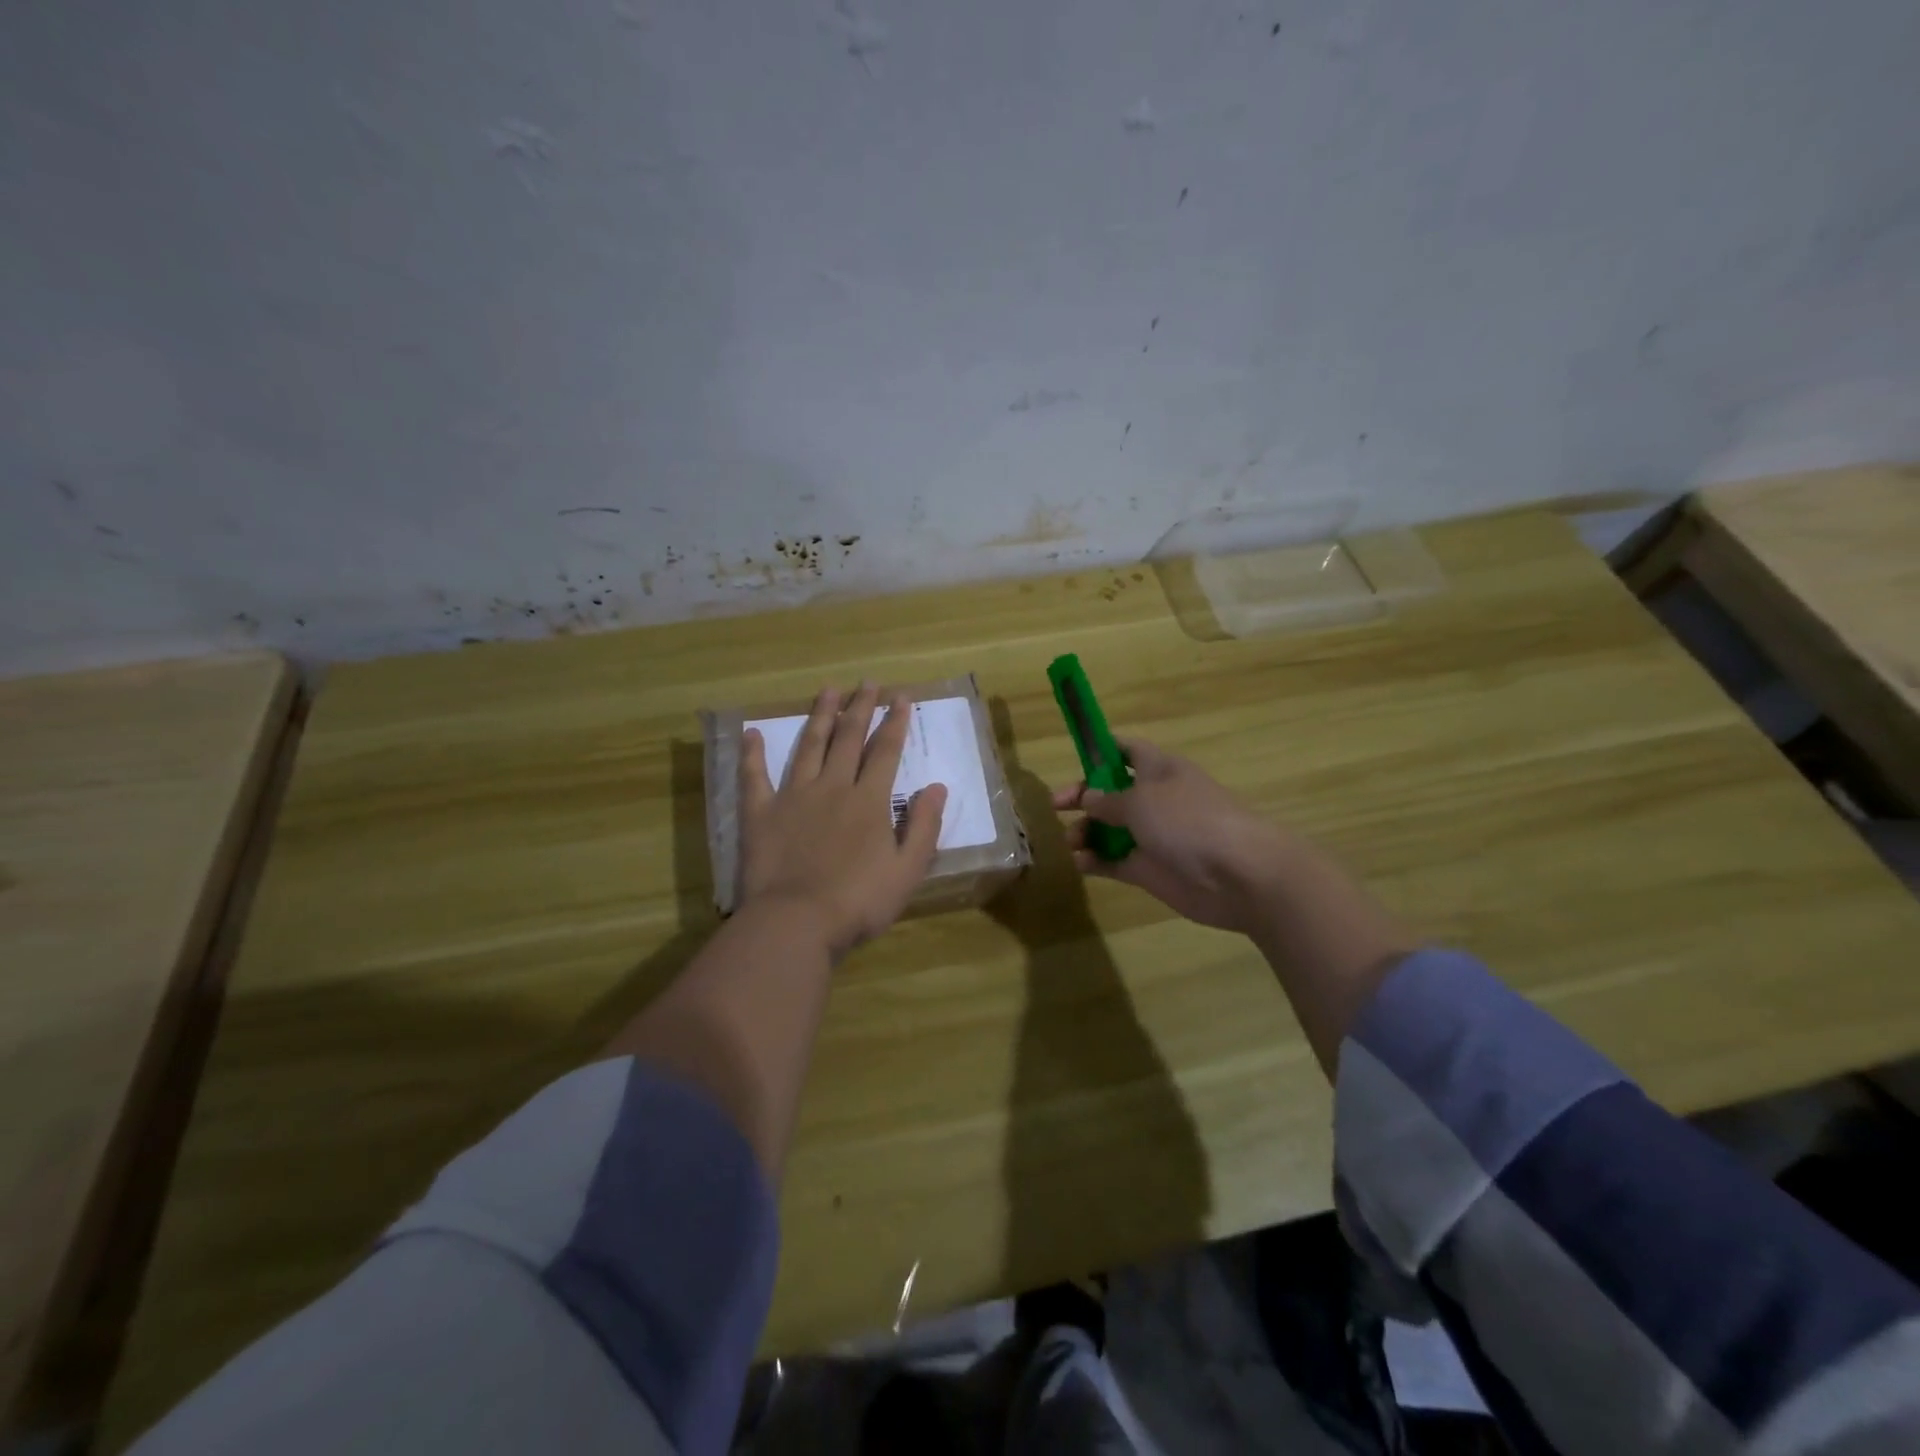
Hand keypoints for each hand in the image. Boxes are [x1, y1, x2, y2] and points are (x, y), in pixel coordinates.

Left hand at [738, 683, 946, 958]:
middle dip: (860, 708)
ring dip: (819, 717)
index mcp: (869, 801)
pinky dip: (752, 754)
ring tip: (827, 690)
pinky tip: (751, 732)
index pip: (886, 752)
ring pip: (808, 747)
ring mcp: (793, 797)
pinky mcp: (760, 814)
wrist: (796, 923)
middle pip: (848, 739)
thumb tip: (937, 787)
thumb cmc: (859, 902)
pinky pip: (754, 777)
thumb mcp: (908, 870)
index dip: (895, 722)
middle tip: (867, 683)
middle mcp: (832, 787)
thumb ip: (923, 826)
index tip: (901, 697)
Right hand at [1053, 737, 1294, 935]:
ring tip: (1071, 842)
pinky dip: (1095, 861)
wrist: (1239, 874)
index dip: (1101, 748)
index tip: (1075, 752)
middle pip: (1111, 792)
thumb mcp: (1140, 801)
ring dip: (1086, 832)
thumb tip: (1088, 797)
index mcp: (1159, 770)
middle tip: (1056, 806)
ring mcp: (1154, 836)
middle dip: (1083, 797)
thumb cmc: (1188, 821)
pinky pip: (1115, 861)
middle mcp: (1156, 800)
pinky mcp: (1151, 870)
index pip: (1127, 750)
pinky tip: (1080, 862)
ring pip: (1110, 829)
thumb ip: (1108, 800)